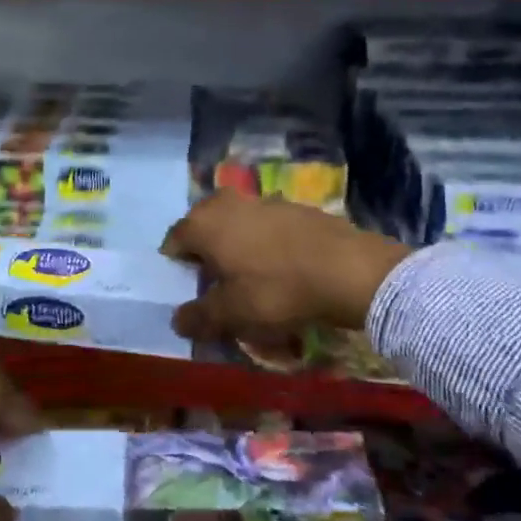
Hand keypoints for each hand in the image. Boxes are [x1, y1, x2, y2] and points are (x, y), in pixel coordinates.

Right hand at [162, 192, 412, 354]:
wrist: (347, 268)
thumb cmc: (277, 290)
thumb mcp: (233, 313)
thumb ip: (200, 316)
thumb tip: (177, 320)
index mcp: (202, 223)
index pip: (172, 242)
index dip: (178, 270)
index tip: (192, 293)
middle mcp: (225, 202)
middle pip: (203, 229)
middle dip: (206, 255)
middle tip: (221, 288)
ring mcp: (260, 200)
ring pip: (234, 226)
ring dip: (235, 249)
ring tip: (253, 282)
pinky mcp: (290, 206)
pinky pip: (263, 226)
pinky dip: (263, 244)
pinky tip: (282, 270)